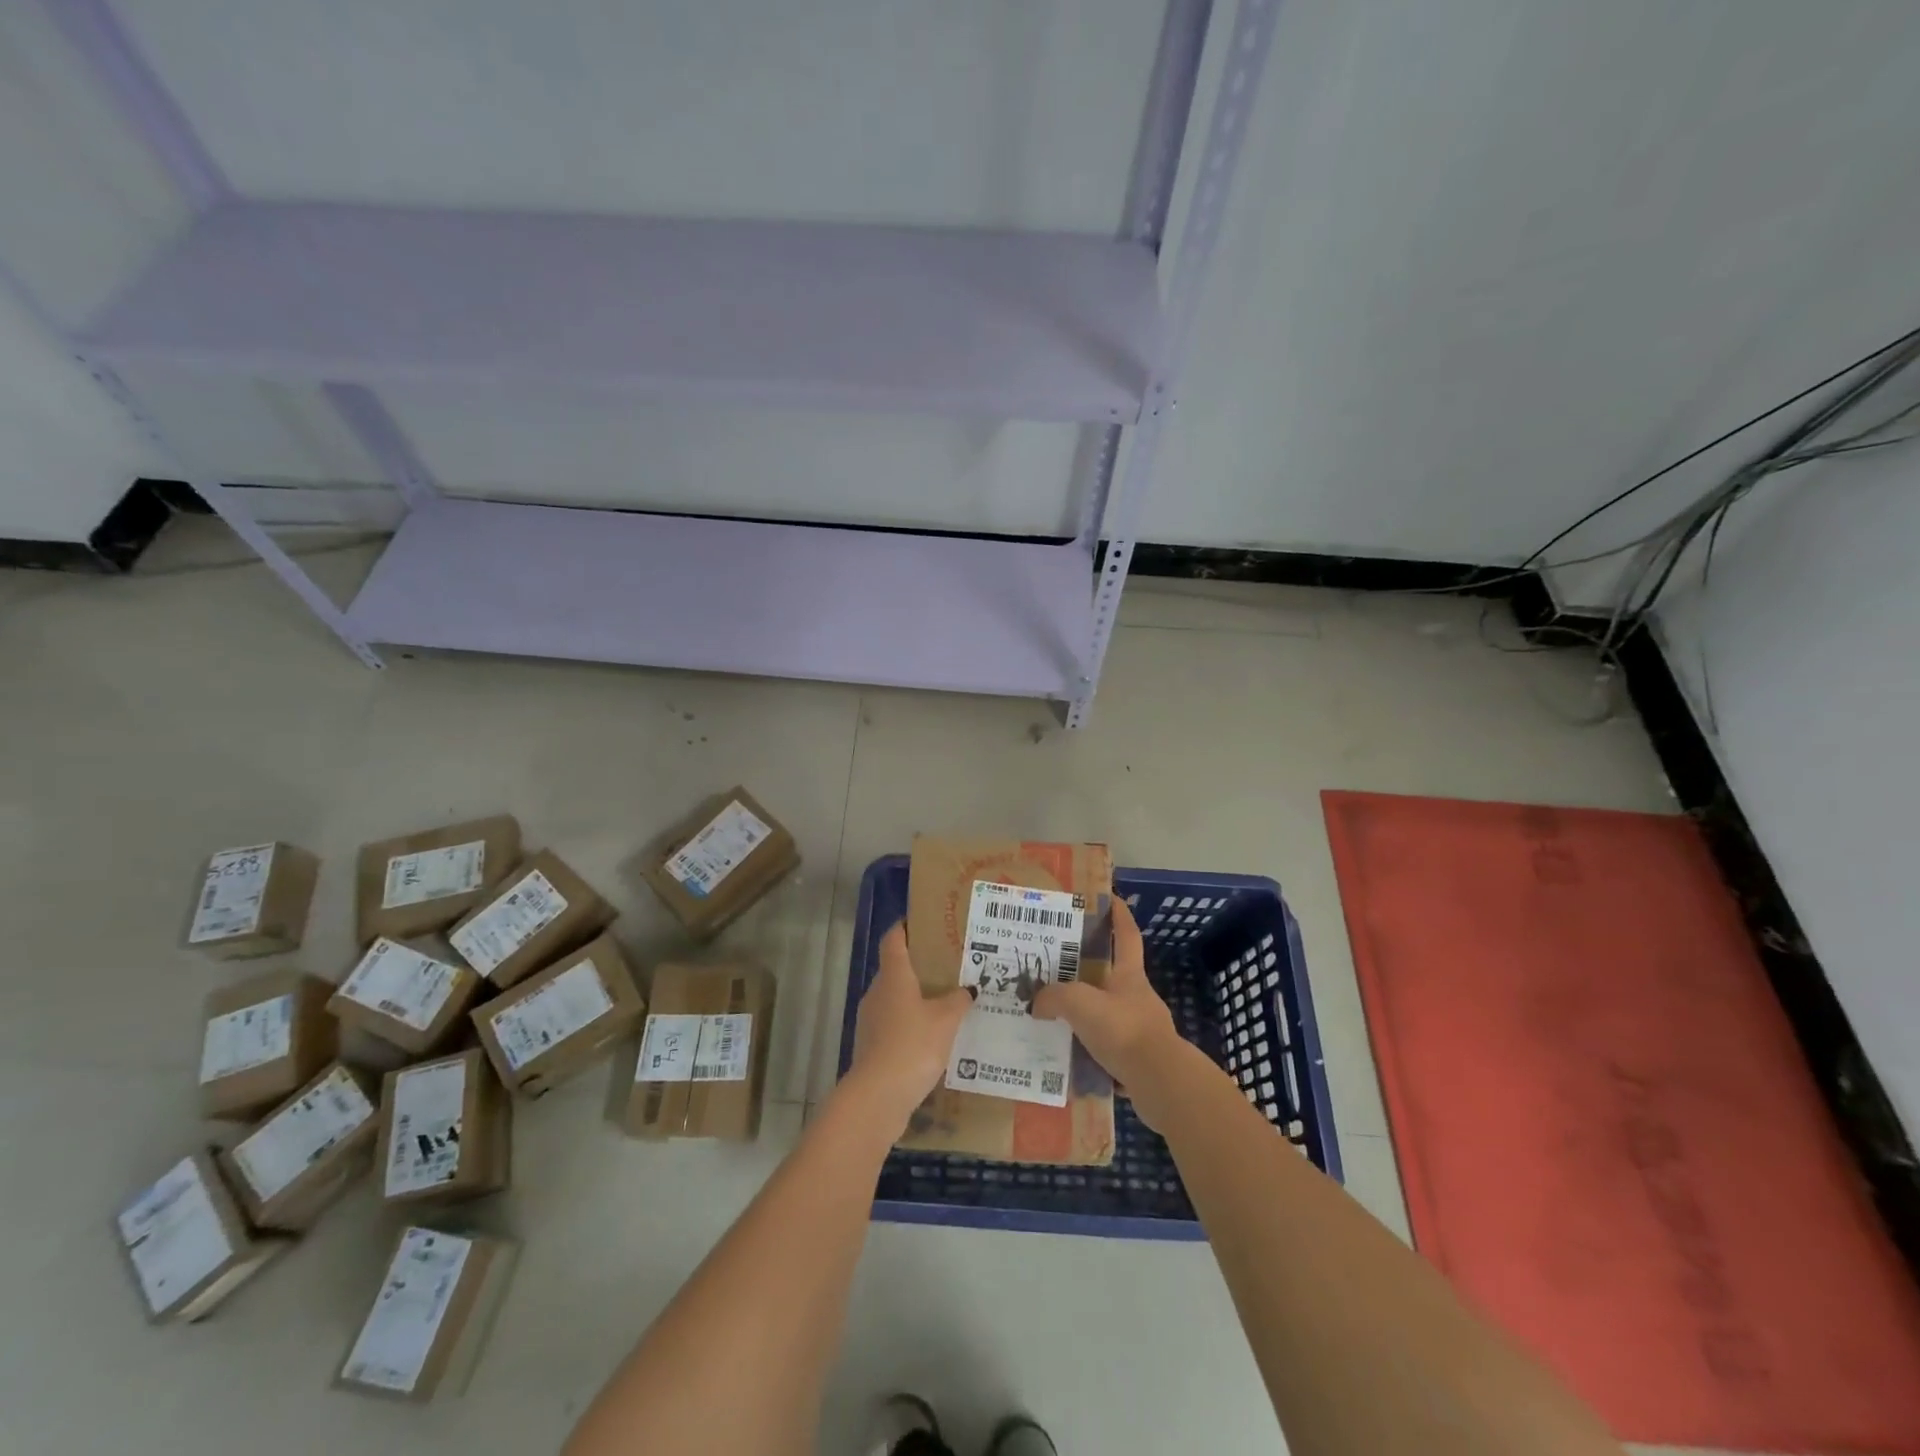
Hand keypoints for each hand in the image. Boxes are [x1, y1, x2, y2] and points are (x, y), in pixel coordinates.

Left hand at [846, 922, 972, 1132]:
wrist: (877, 1097)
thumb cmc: (913, 1045)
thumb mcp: (946, 1020)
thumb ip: (958, 1000)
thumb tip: (968, 989)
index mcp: (893, 975)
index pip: (893, 939)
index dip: (905, 927)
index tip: (923, 922)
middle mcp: (878, 991)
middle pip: (896, 969)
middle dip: (920, 966)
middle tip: (949, 966)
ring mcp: (871, 1020)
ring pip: (895, 998)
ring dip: (916, 998)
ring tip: (947, 1003)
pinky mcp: (872, 1046)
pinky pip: (894, 1024)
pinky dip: (911, 1024)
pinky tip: (934, 1037)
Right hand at [1033, 897, 1186, 1127]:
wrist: (1159, 1082)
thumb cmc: (1123, 1029)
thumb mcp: (1080, 1003)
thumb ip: (1054, 997)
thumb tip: (1037, 1003)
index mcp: (1129, 975)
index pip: (1126, 935)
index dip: (1119, 915)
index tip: (1110, 898)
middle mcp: (1137, 997)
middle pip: (1114, 974)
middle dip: (1091, 968)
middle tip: (1059, 965)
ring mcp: (1141, 1028)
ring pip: (1108, 1012)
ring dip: (1087, 1012)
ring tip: (1056, 1015)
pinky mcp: (1138, 1059)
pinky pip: (1107, 1046)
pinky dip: (1089, 1048)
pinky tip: (1068, 1054)